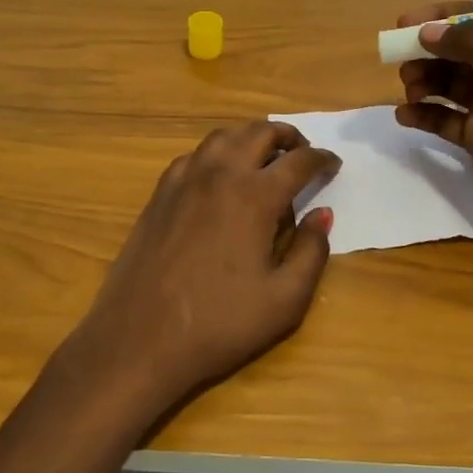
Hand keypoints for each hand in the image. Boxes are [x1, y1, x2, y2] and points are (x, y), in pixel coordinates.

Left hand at [67, 120, 339, 418]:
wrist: (140, 339)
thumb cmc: (219, 324)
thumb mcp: (284, 300)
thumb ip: (311, 252)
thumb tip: (322, 215)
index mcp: (254, 196)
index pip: (298, 162)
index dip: (321, 159)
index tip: (333, 164)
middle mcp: (219, 174)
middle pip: (259, 132)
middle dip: (287, 136)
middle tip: (302, 153)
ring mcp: (184, 180)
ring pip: (223, 137)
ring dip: (250, 138)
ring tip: (264, 159)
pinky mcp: (159, 194)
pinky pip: (194, 156)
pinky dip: (217, 154)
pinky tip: (220, 179)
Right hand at [393, 0, 472, 255]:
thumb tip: (427, 32)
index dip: (443, 17)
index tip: (406, 22)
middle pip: (459, 51)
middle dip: (429, 52)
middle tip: (402, 62)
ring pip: (448, 83)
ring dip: (425, 81)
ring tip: (410, 90)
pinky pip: (443, 118)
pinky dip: (423, 113)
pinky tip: (404, 115)